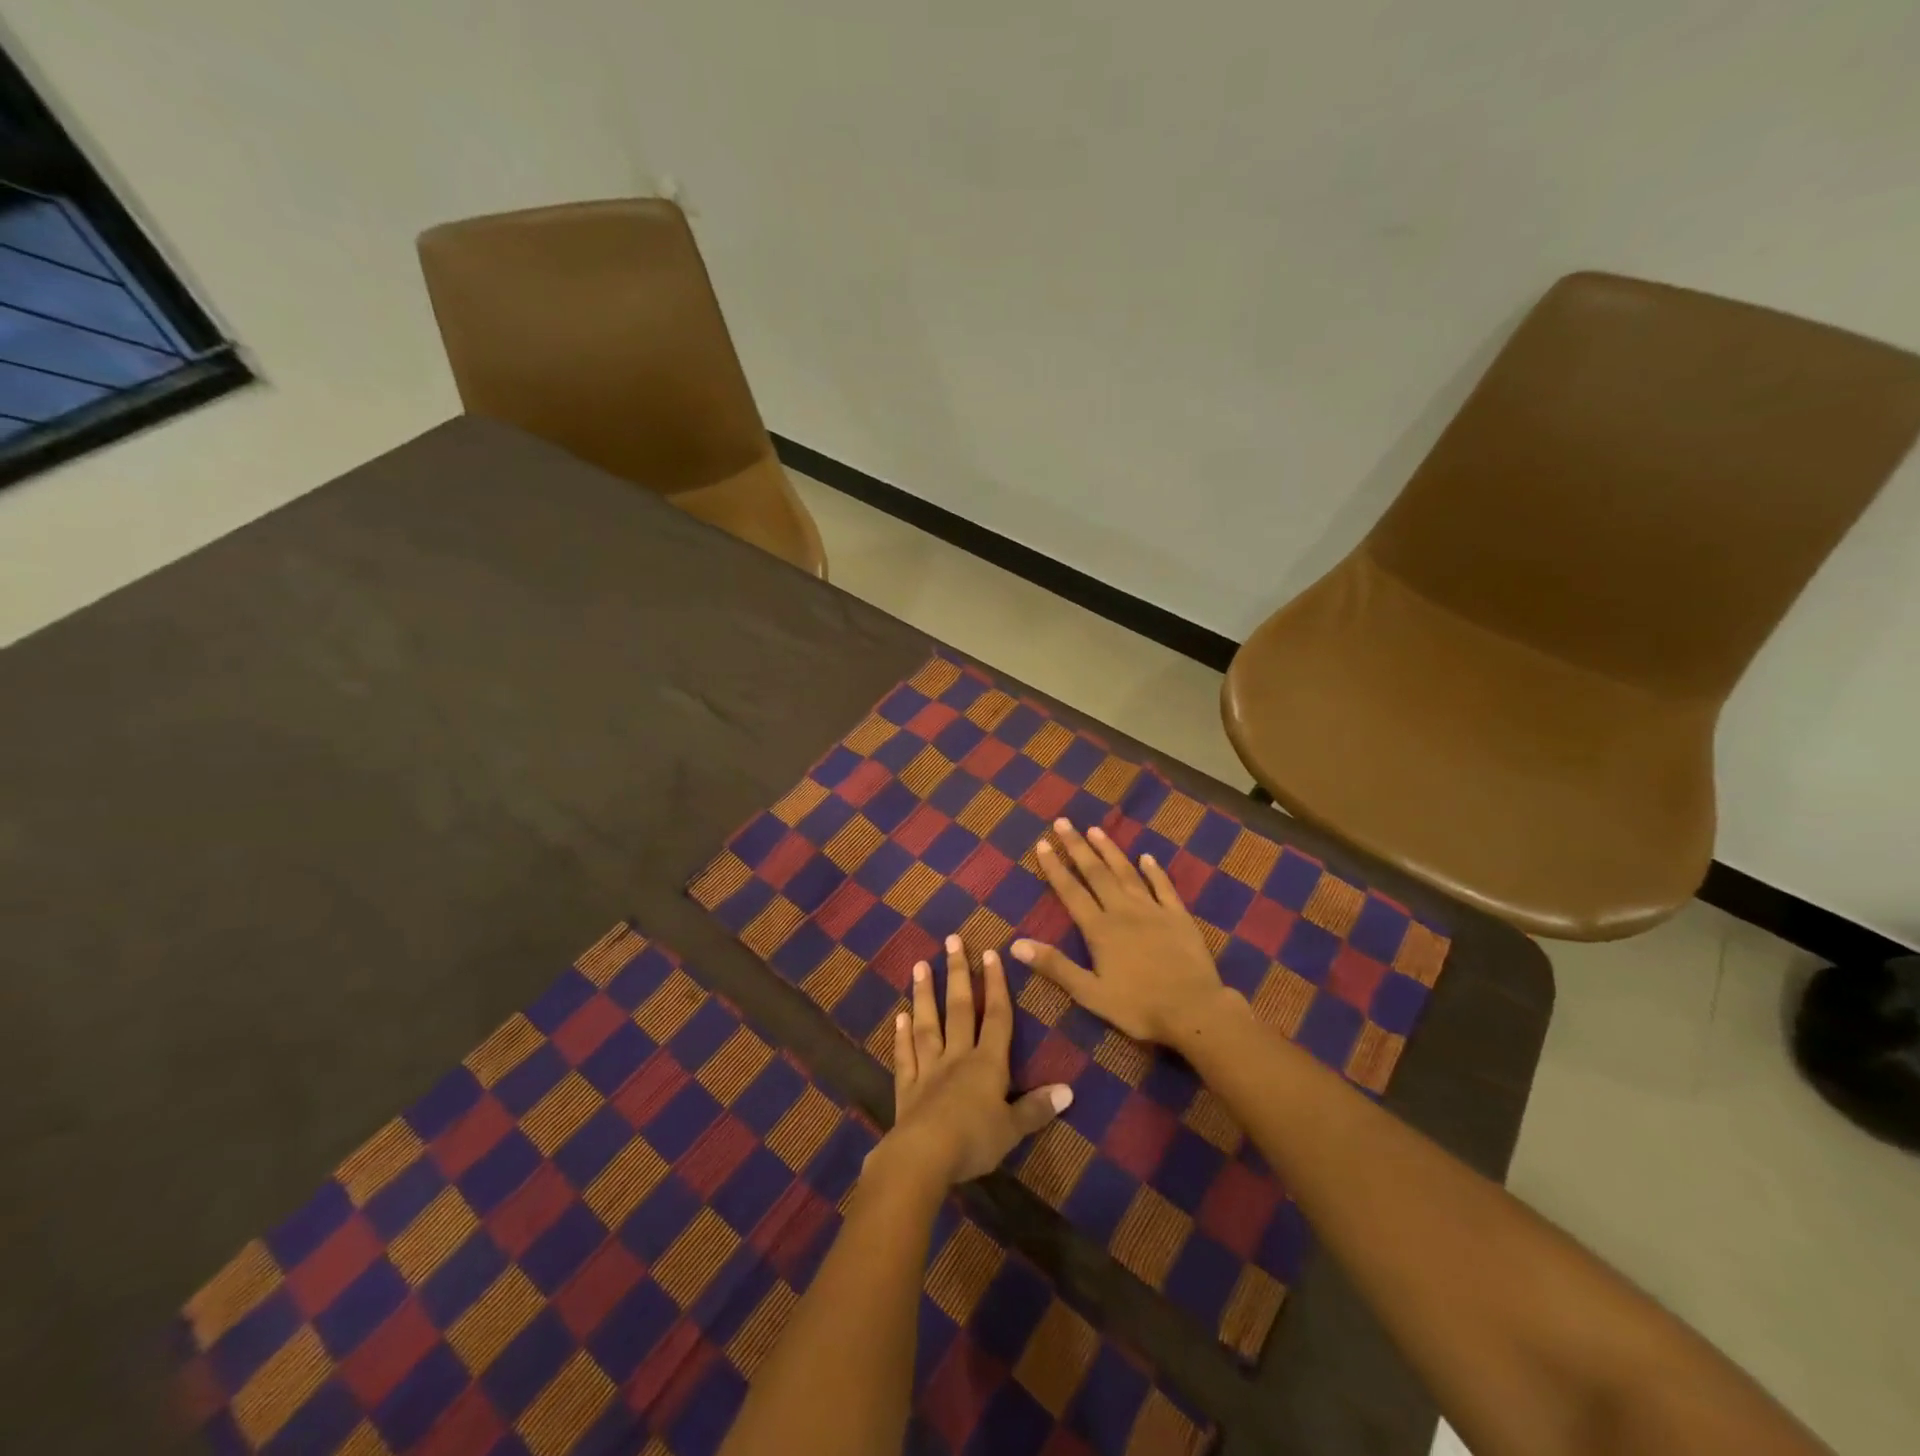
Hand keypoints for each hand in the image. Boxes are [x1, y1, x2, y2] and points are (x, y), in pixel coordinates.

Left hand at [874, 935, 1072, 1185]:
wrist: (925, 1156)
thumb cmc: (975, 1140)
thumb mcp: (1013, 1128)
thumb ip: (1037, 1108)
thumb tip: (1069, 1090)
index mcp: (987, 1064)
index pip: (996, 1017)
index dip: (996, 985)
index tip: (991, 953)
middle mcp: (957, 1057)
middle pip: (959, 1009)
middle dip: (957, 973)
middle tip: (952, 940)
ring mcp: (929, 1069)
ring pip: (927, 1024)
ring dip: (924, 994)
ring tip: (920, 965)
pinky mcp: (907, 1087)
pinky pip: (905, 1056)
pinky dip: (901, 1037)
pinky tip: (899, 1018)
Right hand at [1012, 818, 1245, 1048]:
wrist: (1194, 1010)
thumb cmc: (1139, 1006)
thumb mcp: (1090, 993)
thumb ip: (1055, 966)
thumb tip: (1015, 944)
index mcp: (1100, 929)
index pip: (1071, 891)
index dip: (1055, 867)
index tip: (1042, 843)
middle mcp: (1123, 910)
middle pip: (1096, 873)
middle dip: (1077, 847)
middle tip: (1063, 822)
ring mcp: (1153, 910)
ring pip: (1126, 873)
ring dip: (1110, 850)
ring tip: (1095, 830)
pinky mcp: (1178, 916)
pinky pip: (1163, 886)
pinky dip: (1154, 870)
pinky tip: (1147, 857)